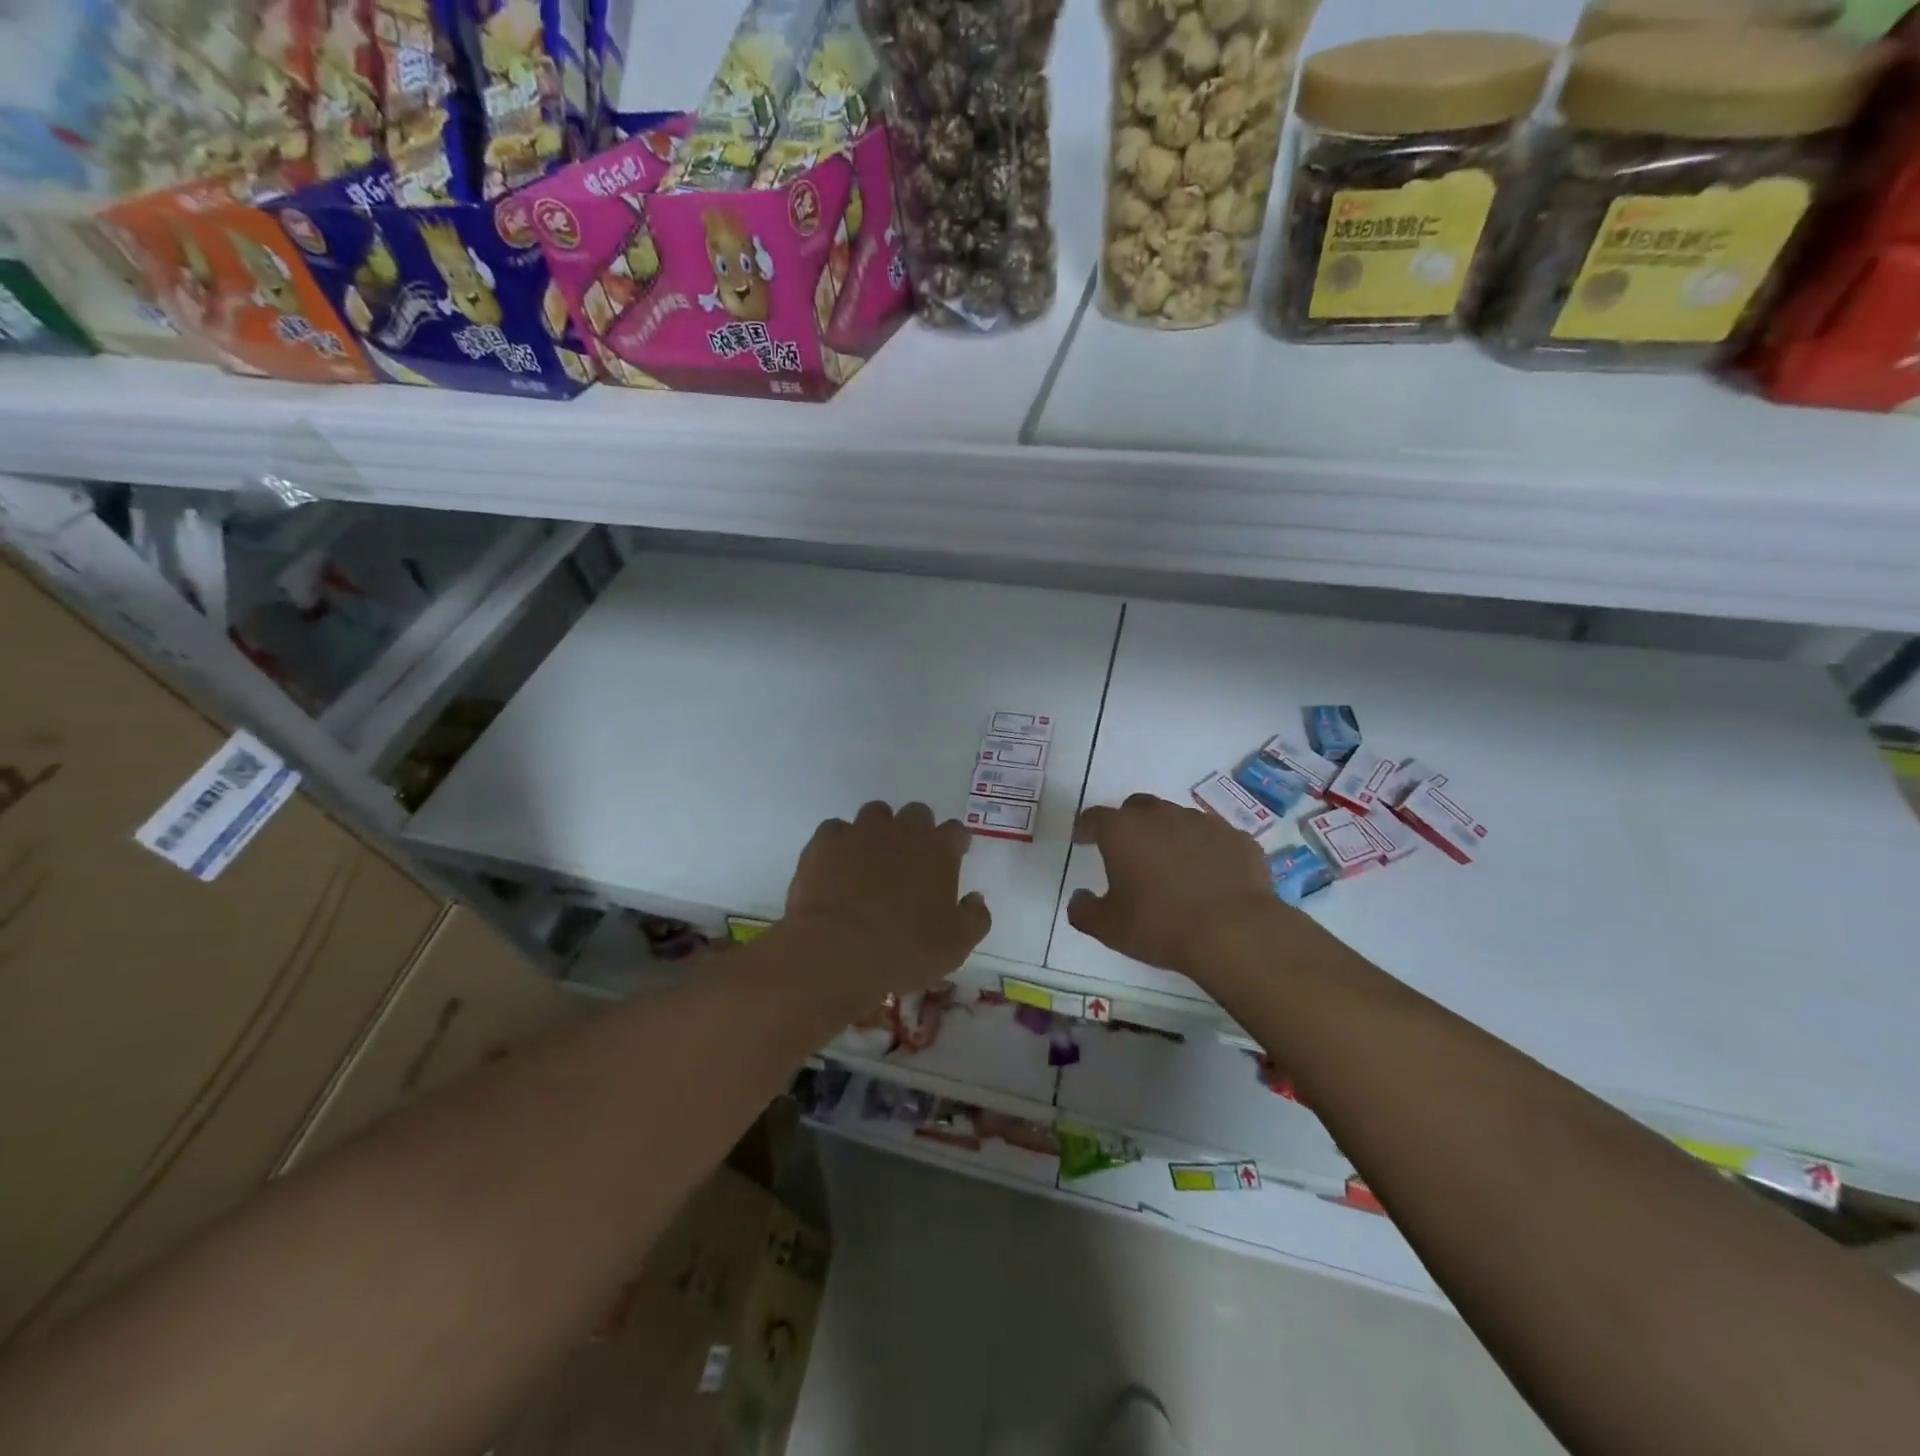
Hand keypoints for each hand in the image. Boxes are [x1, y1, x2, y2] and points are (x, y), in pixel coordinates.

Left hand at [782, 801, 991, 1011]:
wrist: (837, 951)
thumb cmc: (905, 949)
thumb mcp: (957, 945)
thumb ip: (975, 917)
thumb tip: (975, 898)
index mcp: (938, 850)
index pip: (956, 831)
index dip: (956, 843)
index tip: (954, 856)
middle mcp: (902, 830)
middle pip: (917, 813)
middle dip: (918, 830)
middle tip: (912, 859)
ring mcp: (860, 832)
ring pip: (875, 813)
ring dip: (879, 830)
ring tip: (872, 858)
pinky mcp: (824, 843)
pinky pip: (835, 829)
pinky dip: (840, 842)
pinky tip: (837, 864)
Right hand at [1068, 794, 1282, 977]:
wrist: (1235, 932)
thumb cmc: (1160, 926)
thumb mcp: (1108, 928)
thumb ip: (1084, 910)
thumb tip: (1079, 898)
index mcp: (1123, 831)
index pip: (1095, 817)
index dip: (1086, 827)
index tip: (1082, 838)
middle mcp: (1161, 816)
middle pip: (1138, 807)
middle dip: (1129, 823)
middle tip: (1128, 849)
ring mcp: (1204, 823)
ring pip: (1177, 819)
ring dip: (1169, 834)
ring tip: (1171, 865)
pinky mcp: (1237, 838)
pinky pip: (1213, 838)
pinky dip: (1205, 850)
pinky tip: (1209, 875)